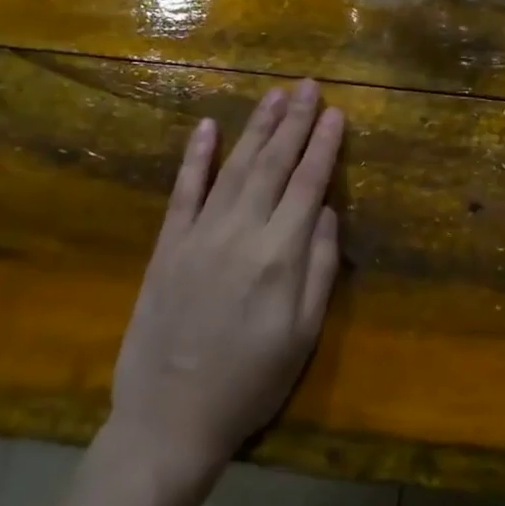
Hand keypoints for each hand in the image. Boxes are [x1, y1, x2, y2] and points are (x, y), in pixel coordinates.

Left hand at [101, 82, 343, 486]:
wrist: (168, 419)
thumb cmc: (251, 382)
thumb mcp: (304, 335)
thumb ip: (321, 268)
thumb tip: (329, 213)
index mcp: (280, 255)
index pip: (309, 184)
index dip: (324, 145)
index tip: (337, 112)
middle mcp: (241, 232)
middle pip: (273, 164)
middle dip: (294, 122)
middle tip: (307, 86)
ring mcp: (199, 235)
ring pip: (234, 167)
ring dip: (256, 128)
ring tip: (273, 96)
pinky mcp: (167, 246)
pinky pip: (183, 191)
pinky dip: (196, 157)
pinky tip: (207, 127)